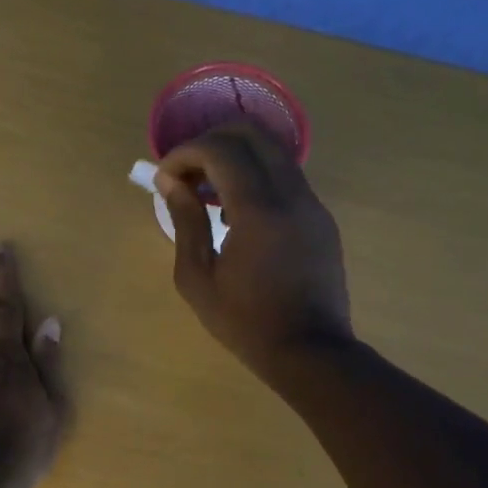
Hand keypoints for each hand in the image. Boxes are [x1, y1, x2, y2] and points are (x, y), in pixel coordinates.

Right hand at [155, 123, 352, 378]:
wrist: (310, 352)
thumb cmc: (246, 323)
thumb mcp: (198, 279)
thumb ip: (185, 222)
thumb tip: (172, 182)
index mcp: (259, 209)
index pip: (221, 150)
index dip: (186, 153)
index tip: (165, 177)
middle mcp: (292, 194)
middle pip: (253, 135)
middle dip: (212, 141)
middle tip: (186, 171)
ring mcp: (312, 205)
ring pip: (274, 153)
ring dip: (236, 158)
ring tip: (209, 193)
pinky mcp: (322, 219)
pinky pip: (287, 179)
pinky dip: (257, 178)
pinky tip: (238, 215)